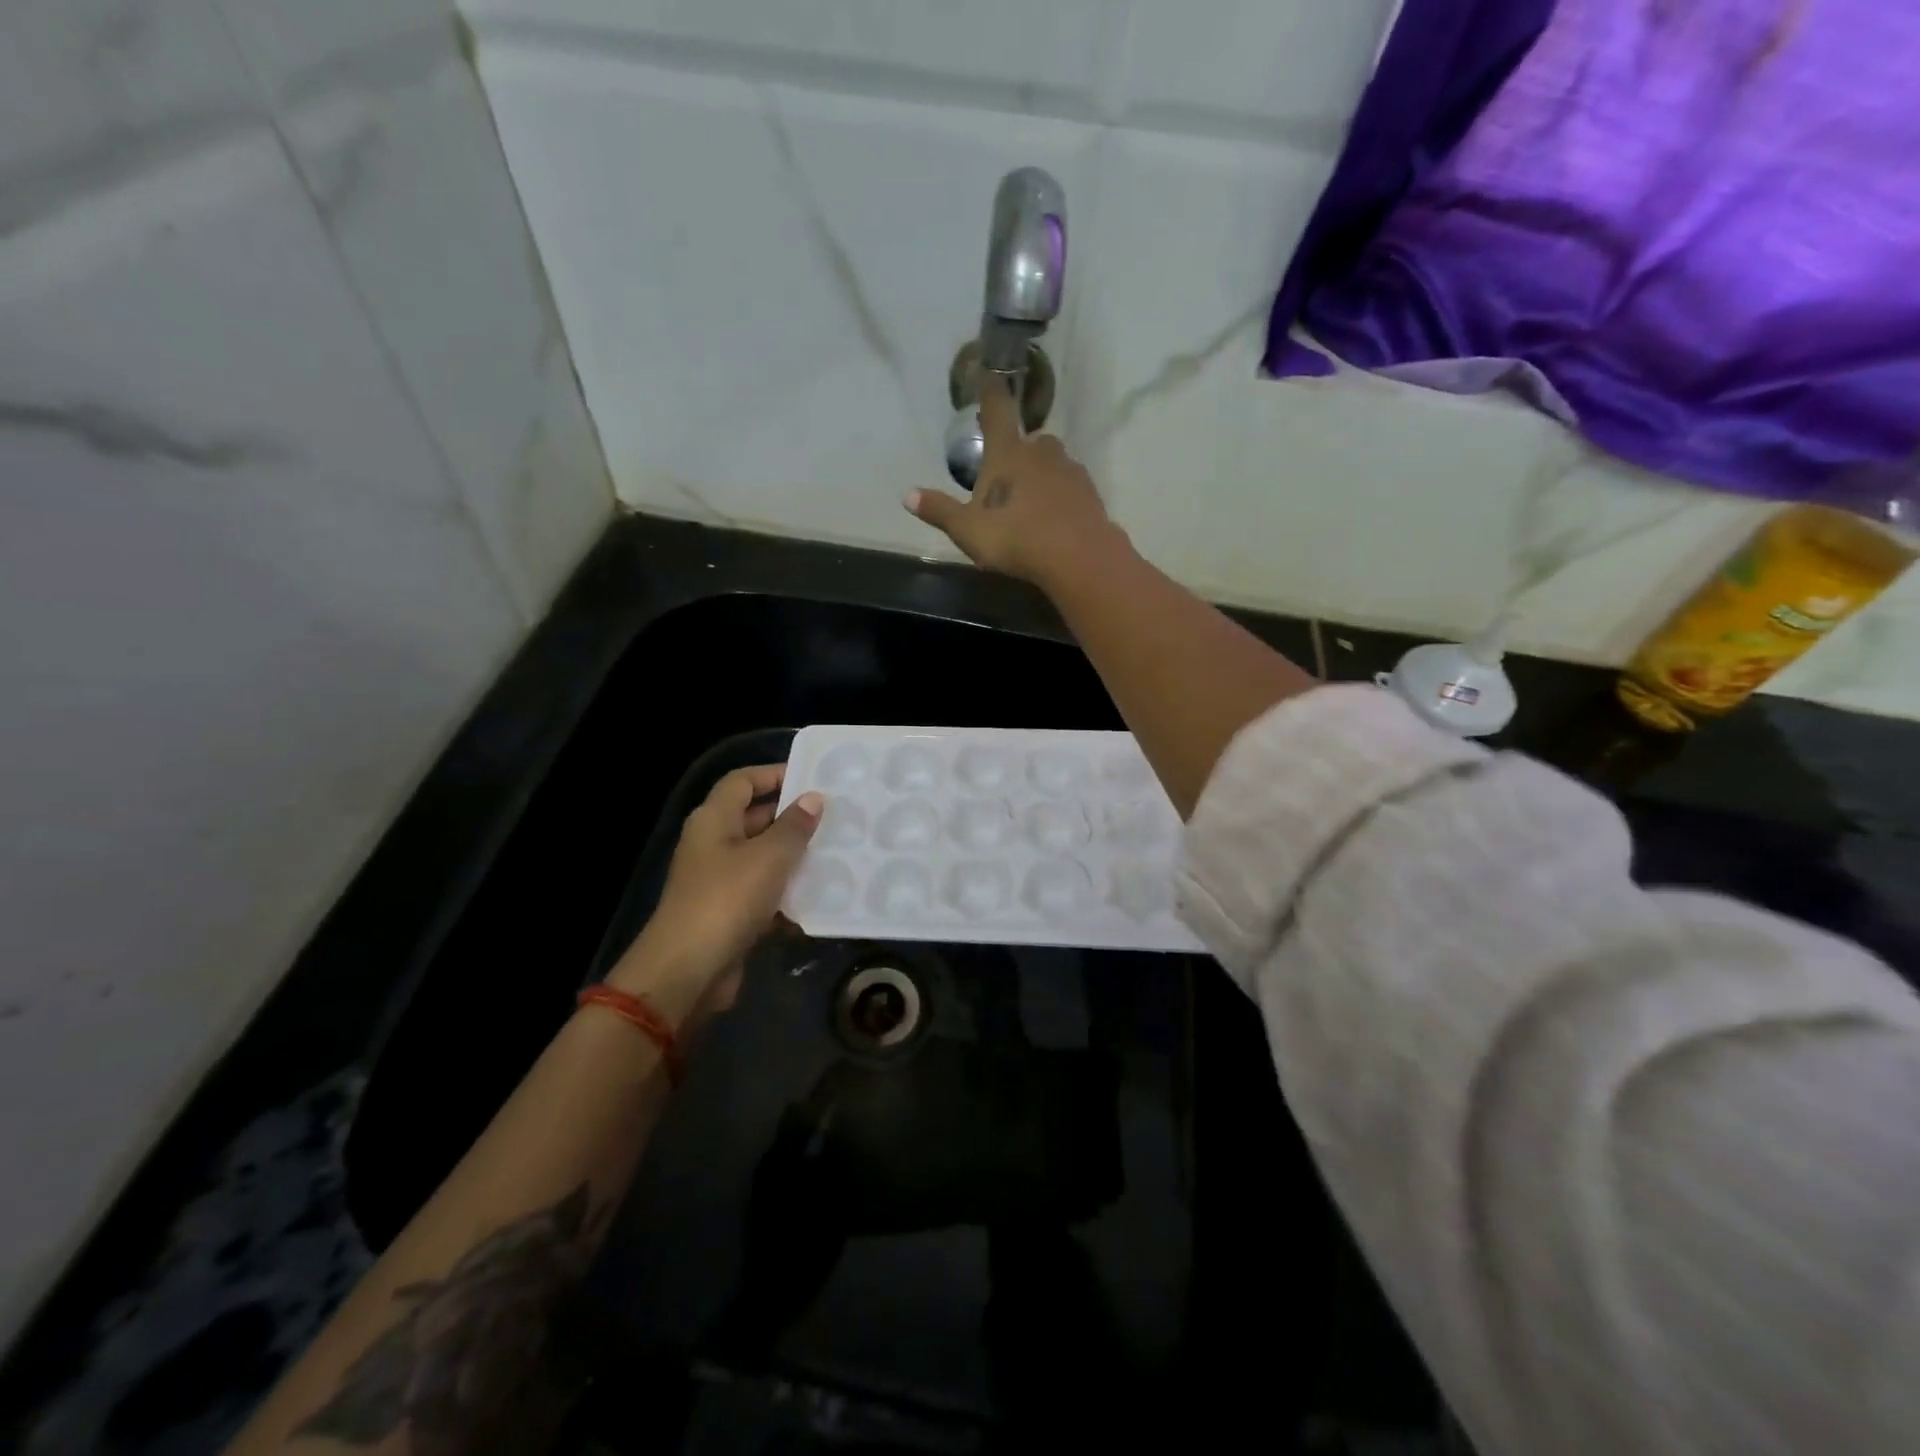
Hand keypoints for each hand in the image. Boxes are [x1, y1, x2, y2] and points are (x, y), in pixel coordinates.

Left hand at [609, 765, 821, 1019]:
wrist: (687, 971)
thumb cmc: (727, 900)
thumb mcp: (769, 857)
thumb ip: (794, 826)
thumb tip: (813, 799)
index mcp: (714, 820)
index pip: (742, 781)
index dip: (774, 774)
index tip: (812, 778)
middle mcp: (713, 845)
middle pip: (754, 818)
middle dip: (792, 818)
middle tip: (835, 818)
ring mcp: (719, 881)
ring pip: (763, 859)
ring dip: (795, 858)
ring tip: (837, 854)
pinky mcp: (729, 914)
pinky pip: (764, 894)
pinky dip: (788, 895)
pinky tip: (820, 898)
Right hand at [906, 373, 1120, 587]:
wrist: (1078, 557)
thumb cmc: (1015, 538)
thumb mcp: (968, 529)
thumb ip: (940, 511)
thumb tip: (907, 495)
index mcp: (1007, 452)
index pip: (996, 410)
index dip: (990, 391)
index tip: (989, 374)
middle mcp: (1040, 451)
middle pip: (1028, 440)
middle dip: (1017, 451)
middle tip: (1005, 476)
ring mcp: (1069, 469)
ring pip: (1052, 462)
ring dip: (1040, 474)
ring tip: (1029, 502)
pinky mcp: (1089, 492)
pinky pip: (1069, 486)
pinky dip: (1060, 495)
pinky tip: (1053, 518)